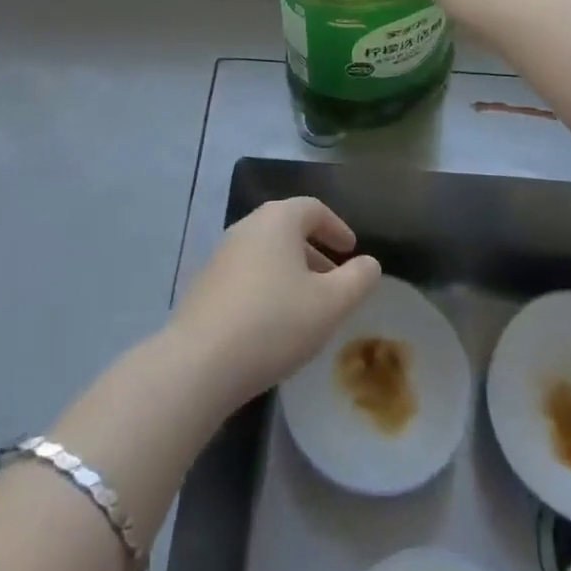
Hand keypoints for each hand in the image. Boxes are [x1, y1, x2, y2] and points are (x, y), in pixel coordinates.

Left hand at [167, 198, 380, 408]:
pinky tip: (275, 322)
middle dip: (315, 251)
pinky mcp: (206, 283)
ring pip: (267, 252)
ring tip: (308, 306)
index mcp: (277, 219)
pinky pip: (248, 272)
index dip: (336, 227)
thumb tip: (370, 263)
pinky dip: (269, 285)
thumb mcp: (330, 304)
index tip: (351, 250)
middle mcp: (247, 226)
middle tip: (335, 281)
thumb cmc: (274, 322)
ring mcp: (222, 253)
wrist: (201, 361)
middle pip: (288, 228)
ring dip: (292, 271)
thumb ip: (358, 280)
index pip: (313, 209)